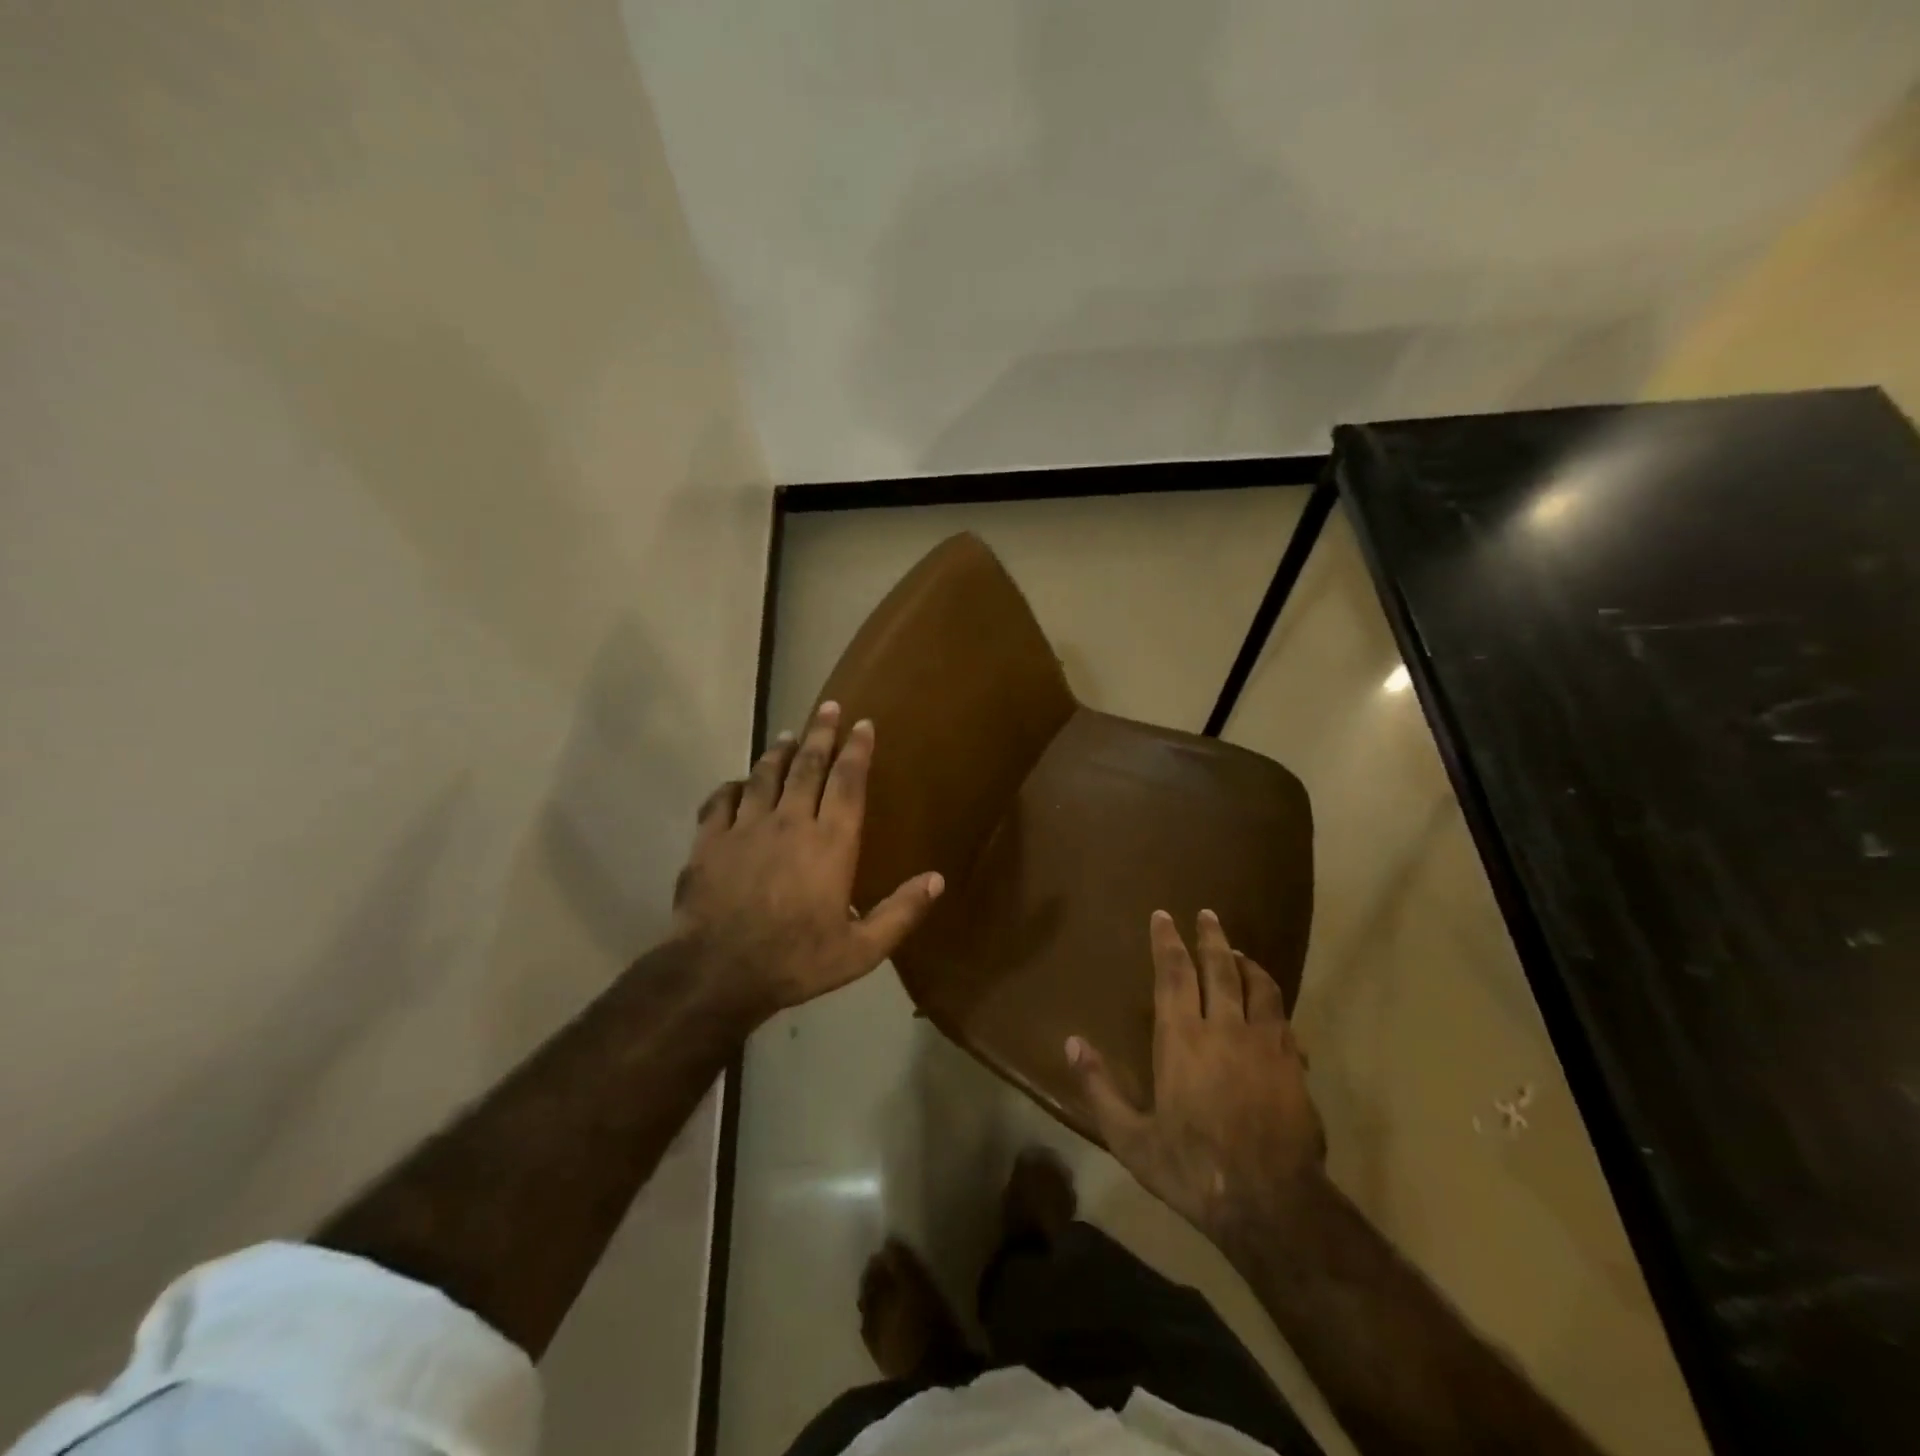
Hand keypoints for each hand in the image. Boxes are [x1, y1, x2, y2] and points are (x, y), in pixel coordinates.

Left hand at [670, 701, 943, 1026]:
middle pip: (807, 766)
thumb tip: (937, 880)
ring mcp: (746, 827)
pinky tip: (738, 783)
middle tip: (828, 707)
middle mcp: (790, 822)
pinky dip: (733, 786)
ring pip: (765, 775)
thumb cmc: (796, 961)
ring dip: (780, 752)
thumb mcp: (861, 950)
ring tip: (790, 734)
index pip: (847, 782)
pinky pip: (722, 799)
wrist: (717, 974)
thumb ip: (901, 912)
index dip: (857, 750)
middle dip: (820, 733)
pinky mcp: (710, 840)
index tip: (863, 724)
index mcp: (830, 843)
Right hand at [1067, 909, 1324, 1244]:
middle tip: (1207, 914)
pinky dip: (1274, 1003)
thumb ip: (1099, 1087)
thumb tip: (1071, 1042)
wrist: (1271, 1205)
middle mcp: (1224, 1028)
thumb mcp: (1130, 1138)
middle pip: (1220, 967)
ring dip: (1247, 963)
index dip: (1166, 941)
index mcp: (1182, 1039)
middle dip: (1211, 937)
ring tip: (1239, 952)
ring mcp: (1265, 1045)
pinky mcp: (1294, 1066)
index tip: (1163, 915)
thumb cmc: (1192, 1169)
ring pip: (1260, 986)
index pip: (1173, 973)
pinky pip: (1284, 1020)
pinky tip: (1272, 1008)